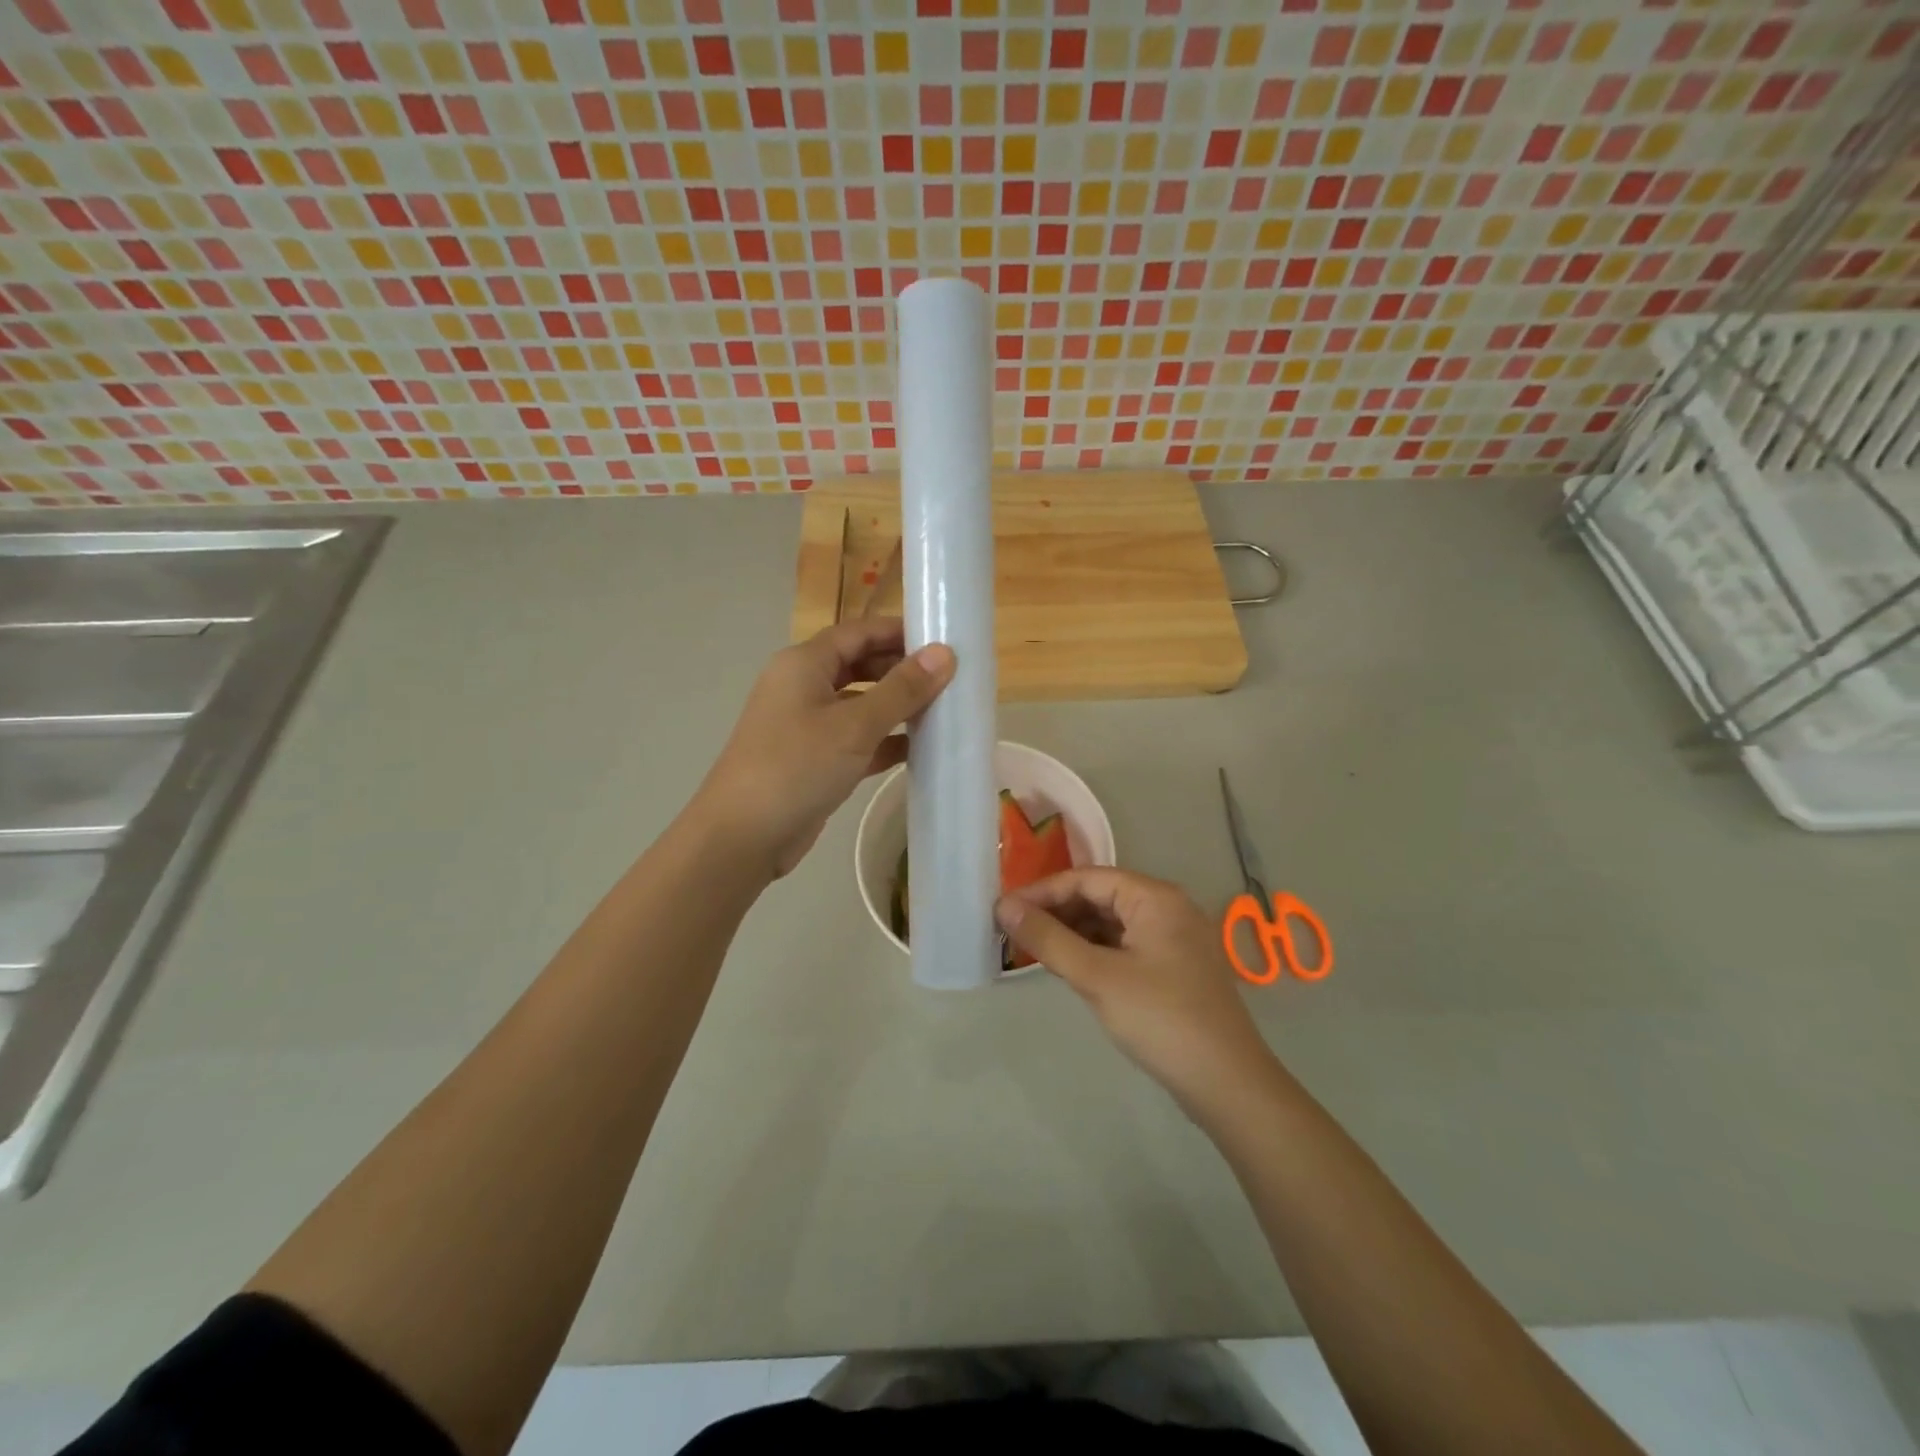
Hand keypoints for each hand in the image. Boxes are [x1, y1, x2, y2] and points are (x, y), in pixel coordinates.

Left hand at [696, 619, 954, 878]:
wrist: (743, 836)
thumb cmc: (797, 767)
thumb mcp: (855, 725)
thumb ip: (902, 689)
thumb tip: (945, 654)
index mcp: (804, 664)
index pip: (858, 632)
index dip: (899, 631)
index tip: (944, 640)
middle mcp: (803, 687)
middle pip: (859, 665)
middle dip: (902, 670)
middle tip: (950, 678)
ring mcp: (807, 725)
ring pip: (860, 704)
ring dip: (897, 707)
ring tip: (944, 710)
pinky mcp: (814, 760)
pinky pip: (856, 739)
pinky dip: (885, 741)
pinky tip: (920, 749)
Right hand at [996, 868, 1276, 1108]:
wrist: (1227, 1084)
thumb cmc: (1160, 1019)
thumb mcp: (1096, 977)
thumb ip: (1048, 939)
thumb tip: (1005, 907)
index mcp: (1154, 897)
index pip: (1087, 878)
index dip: (1042, 891)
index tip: (1004, 910)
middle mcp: (1167, 908)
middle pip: (1100, 896)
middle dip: (1056, 911)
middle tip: (1014, 932)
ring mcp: (1174, 939)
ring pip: (1112, 922)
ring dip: (1073, 932)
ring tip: (1034, 949)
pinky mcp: (1174, 967)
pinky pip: (1125, 945)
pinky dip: (1095, 951)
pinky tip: (1070, 967)